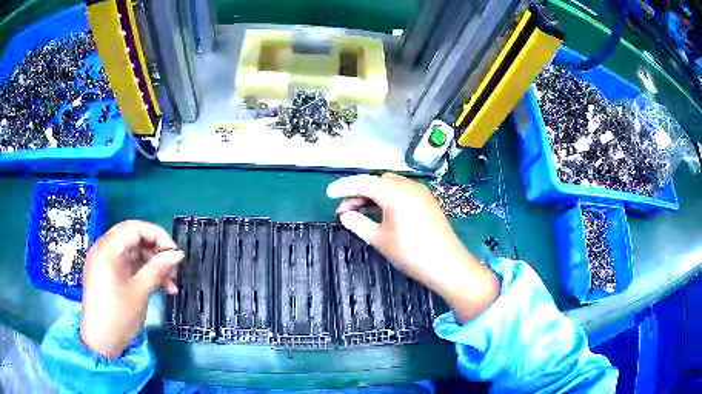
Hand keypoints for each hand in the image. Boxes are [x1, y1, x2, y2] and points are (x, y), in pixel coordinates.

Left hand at [80, 220, 183, 358]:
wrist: (100, 343)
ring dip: (151, 265)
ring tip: (170, 284)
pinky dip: (142, 273)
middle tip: (173, 269)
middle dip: (156, 252)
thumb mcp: (140, 292)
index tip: (175, 253)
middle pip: (133, 238)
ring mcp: (103, 262)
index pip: (135, 228)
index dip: (158, 235)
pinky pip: (126, 265)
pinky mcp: (106, 275)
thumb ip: (158, 269)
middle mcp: (103, 249)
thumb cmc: (118, 316)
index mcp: (107, 249)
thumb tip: (178, 254)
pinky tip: (157, 287)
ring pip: (132, 253)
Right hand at [327, 173, 499, 322]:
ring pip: (390, 187)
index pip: (363, 182)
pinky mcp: (427, 202)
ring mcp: (420, 193)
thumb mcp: (379, 239)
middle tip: (345, 209)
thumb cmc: (410, 252)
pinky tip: (381, 214)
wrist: (446, 264)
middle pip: (377, 182)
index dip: (344, 187)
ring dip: (374, 196)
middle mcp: (408, 186)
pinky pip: (402, 194)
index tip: (330, 194)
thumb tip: (345, 215)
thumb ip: (359, 223)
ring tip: (360, 212)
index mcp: (394, 192)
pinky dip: (388, 200)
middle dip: (359, 192)